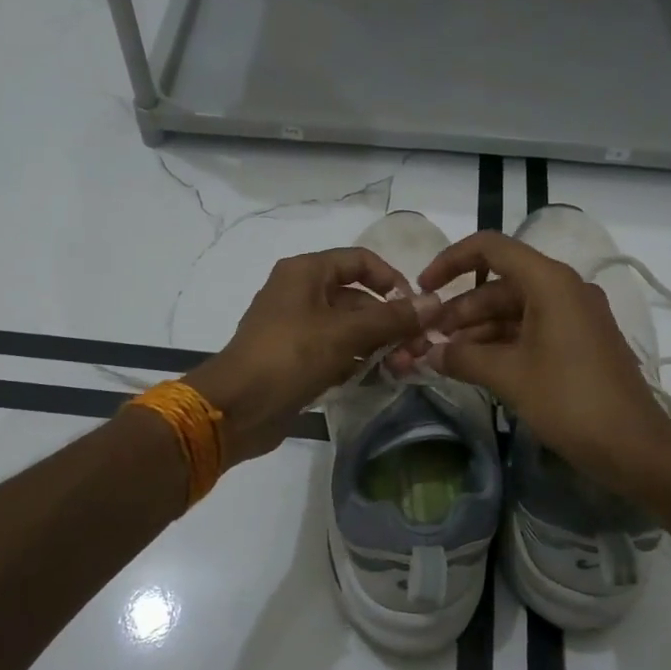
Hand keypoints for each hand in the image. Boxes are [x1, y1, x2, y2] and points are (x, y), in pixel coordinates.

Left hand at [187, 248, 438, 464]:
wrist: (237, 408)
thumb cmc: (289, 357)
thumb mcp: (344, 334)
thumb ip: (391, 318)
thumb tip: (433, 303)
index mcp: (306, 272)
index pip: (360, 261)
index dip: (391, 279)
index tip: (416, 306)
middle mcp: (302, 293)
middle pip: (358, 298)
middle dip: (391, 322)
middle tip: (418, 349)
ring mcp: (298, 328)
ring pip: (350, 329)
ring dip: (379, 345)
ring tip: (405, 368)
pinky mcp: (298, 359)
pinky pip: (337, 352)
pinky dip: (359, 362)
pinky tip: (382, 379)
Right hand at [392, 232, 670, 493]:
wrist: (634, 447)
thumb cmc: (570, 401)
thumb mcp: (510, 376)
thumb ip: (463, 357)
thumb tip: (430, 352)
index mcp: (551, 282)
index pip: (492, 249)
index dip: (451, 261)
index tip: (424, 288)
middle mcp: (565, 289)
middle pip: (501, 284)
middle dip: (462, 308)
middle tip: (429, 336)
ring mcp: (575, 316)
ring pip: (514, 310)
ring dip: (479, 330)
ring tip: (445, 356)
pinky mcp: (580, 342)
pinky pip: (532, 330)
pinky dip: (502, 343)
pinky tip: (475, 365)